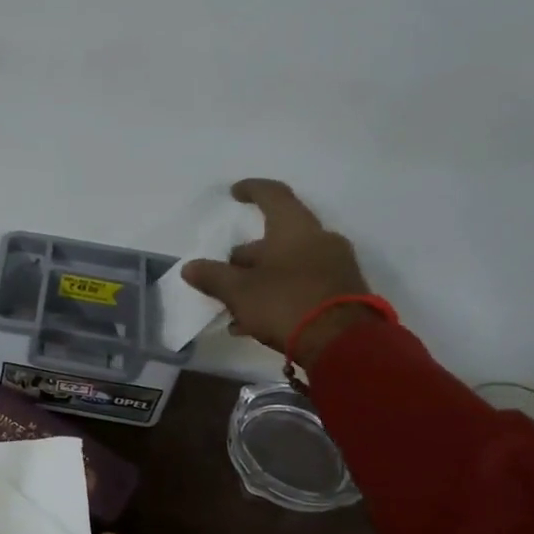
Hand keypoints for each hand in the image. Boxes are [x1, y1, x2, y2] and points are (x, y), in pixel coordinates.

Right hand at [180, 179, 378, 368]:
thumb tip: (190, 267)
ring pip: (288, 264)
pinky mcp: (342, 292)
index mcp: (295, 228)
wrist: (343, 343)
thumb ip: (213, 277)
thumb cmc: (286, 304)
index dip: (251, 190)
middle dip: (247, 256)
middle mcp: (319, 240)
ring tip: (235, 307)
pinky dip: (278, 294)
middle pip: (277, 237)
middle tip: (224, 274)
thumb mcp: (239, 292)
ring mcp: (335, 266)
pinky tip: (255, 322)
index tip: (234, 193)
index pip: (273, 195)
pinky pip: (302, 284)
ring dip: (260, 280)